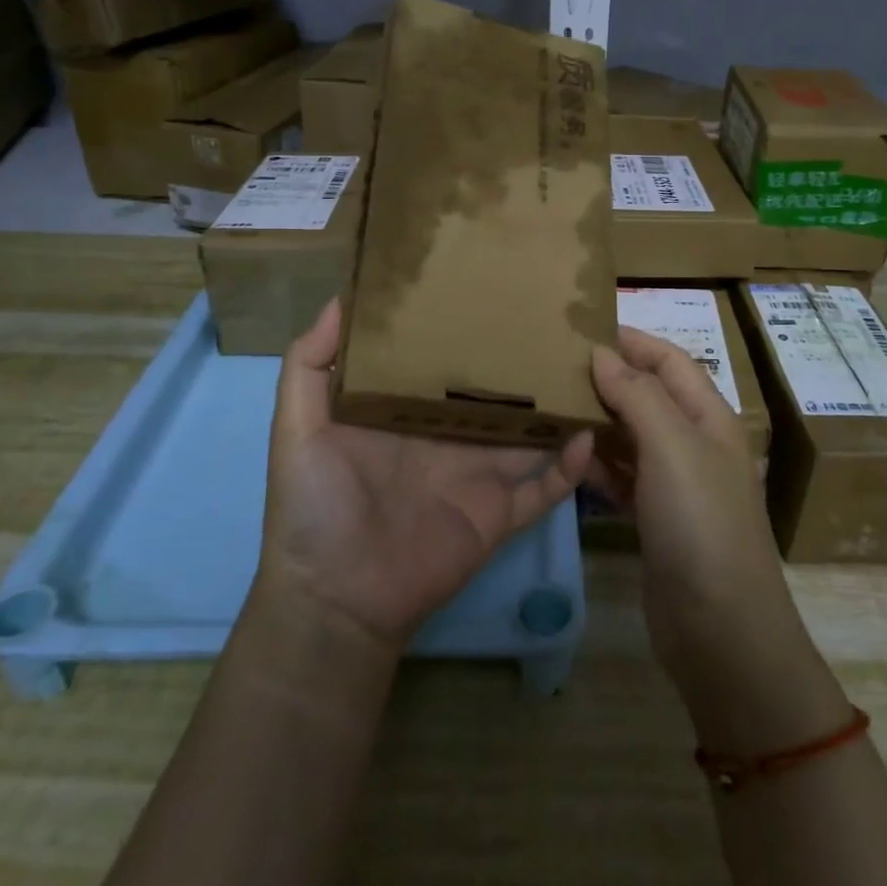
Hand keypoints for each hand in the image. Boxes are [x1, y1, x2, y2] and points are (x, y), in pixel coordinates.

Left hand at [258, 298, 594, 653]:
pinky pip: (543, 488)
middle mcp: (446, 436)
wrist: (336, 601)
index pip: (440, 360)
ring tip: (586, 366)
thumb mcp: (297, 428)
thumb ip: (309, 363)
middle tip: (554, 319)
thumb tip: (342, 296)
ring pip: (526, 432)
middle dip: (517, 360)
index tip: (487, 284)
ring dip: (553, 406)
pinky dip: (568, 467)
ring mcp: (476, 474)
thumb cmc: (313, 507)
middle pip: (491, 392)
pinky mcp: (498, 513)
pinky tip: (589, 434)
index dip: (461, 328)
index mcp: (405, 411)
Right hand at [589, 328, 847, 753]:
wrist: (721, 630)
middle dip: (609, 377)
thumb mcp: (672, 447)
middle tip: (556, 364)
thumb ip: (637, 395)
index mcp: (709, 417)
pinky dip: (597, 463)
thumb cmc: (700, 523)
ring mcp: (675, 485)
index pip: (670, 361)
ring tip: (552, 403)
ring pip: (631, 435)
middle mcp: (694, 444)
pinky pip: (622, 476)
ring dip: (598, 419)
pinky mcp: (655, 519)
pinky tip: (566, 456)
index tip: (585, 327)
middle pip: (649, 395)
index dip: (633, 340)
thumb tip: (602, 353)